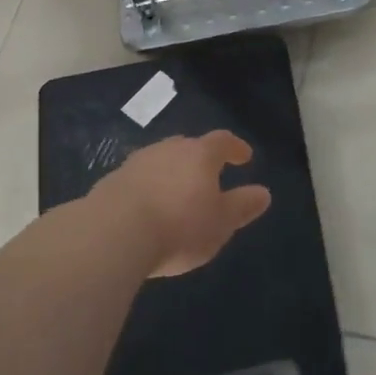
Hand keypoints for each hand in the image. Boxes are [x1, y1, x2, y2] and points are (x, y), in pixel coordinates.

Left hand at [93, 132, 271, 277]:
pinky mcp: (111, 182)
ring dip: (171, 173)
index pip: (222, 141)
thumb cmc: (179, 226)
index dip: (235, 147)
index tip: (244, 157)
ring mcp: (136, 163)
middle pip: (188, 146)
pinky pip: (138, 179)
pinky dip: (148, 188)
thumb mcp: (221, 222)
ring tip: (177, 193)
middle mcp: (167, 149)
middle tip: (208, 174)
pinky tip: (147, 208)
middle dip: (200, 158)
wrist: (113, 234)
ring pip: (160, 160)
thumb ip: (242, 206)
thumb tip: (264, 193)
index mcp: (199, 155)